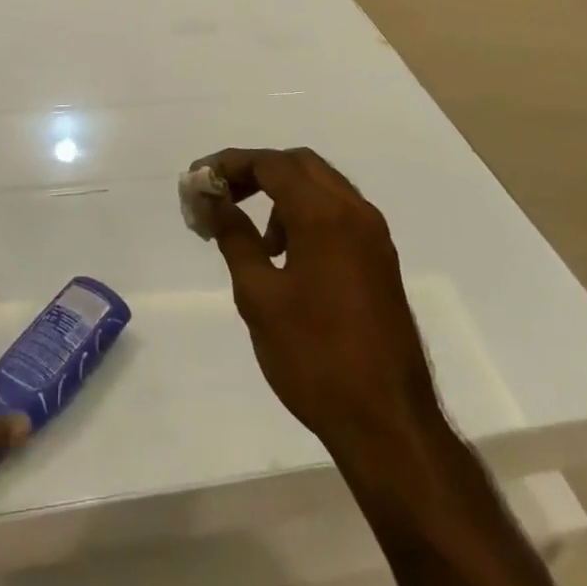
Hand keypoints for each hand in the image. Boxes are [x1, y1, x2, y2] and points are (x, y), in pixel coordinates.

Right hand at [199, 148, 439, 458]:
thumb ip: (235, 238)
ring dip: (283, 192)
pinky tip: (287, 255)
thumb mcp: (259, 297)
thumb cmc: (314, 357)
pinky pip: (338, 212)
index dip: (230, 164)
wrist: (388, 421)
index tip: (198, 180)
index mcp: (324, 215)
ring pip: (322, 185)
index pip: (271, 164)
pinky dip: (307, 213)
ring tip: (254, 238)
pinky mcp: (381, 259)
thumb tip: (214, 200)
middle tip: (222, 196)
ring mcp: (374, 235)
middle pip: (299, 164)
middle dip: (256, 171)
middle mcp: (355, 211)